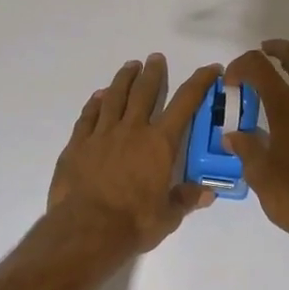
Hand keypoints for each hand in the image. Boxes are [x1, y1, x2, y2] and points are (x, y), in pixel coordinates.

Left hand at [48, 54, 221, 254]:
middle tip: (156, 58)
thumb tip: (208, 193)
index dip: (200, 82)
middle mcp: (132, 130)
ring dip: (123, 79)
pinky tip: (98, 97)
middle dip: (153, 73)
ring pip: (114, 97)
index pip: (185, 104)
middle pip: (144, 92)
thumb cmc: (133, 223)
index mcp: (160, 144)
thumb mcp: (168, 217)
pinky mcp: (78, 144)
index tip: (210, 68)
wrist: (86, 230)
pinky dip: (95, 103)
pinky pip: (88, 116)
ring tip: (130, 66)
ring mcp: (102, 134)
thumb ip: (186, 199)